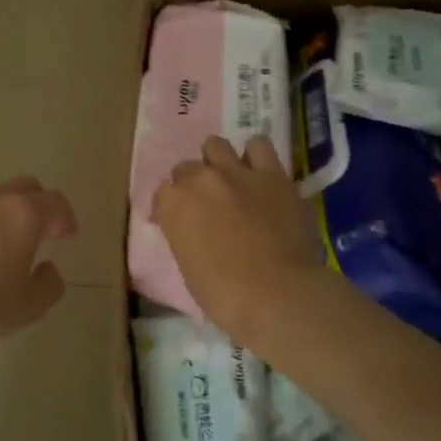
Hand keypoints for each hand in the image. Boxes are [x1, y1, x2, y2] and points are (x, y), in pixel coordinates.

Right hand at [154, 135, 328, 349]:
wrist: (277, 293)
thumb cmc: (224, 294)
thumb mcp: (188, 268)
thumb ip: (186, 236)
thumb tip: (195, 231)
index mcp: (174, 204)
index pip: (163, 194)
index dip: (172, 209)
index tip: (181, 223)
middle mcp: (201, 179)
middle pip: (187, 168)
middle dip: (193, 184)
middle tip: (207, 205)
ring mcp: (237, 172)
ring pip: (216, 145)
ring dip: (218, 161)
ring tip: (230, 181)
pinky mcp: (273, 173)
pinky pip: (259, 146)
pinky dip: (256, 156)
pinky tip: (259, 173)